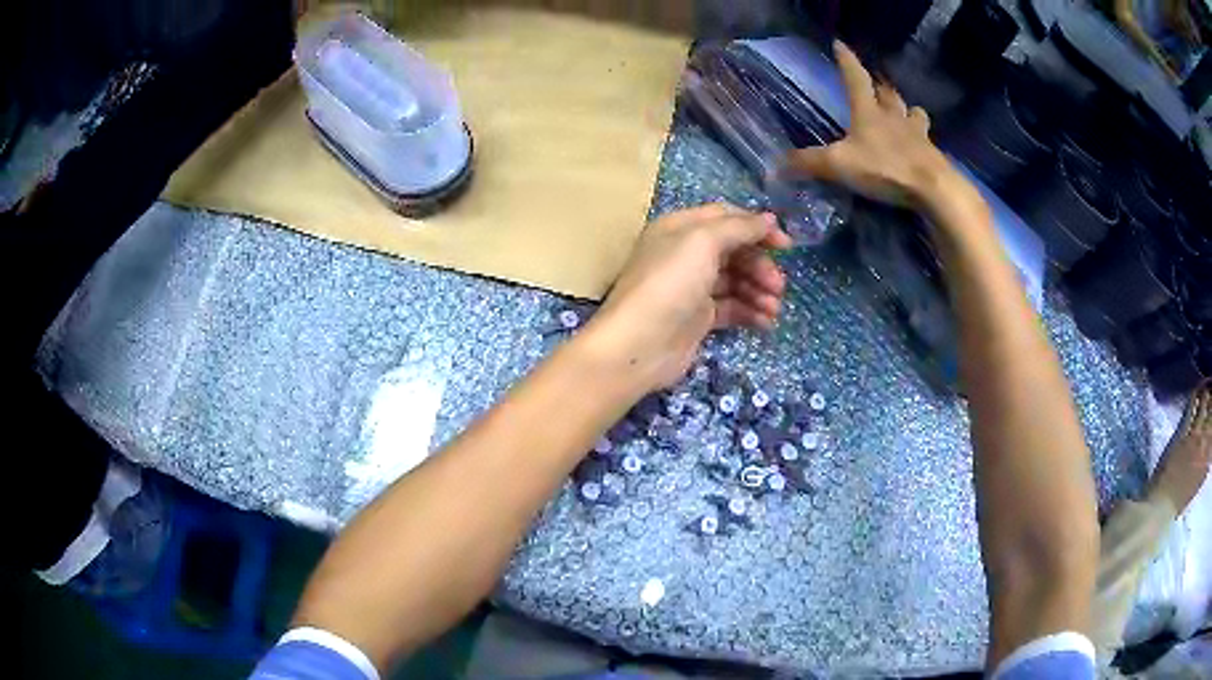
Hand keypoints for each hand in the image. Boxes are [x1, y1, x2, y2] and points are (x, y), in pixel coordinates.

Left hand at [586, 204, 791, 390]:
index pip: (726, 218)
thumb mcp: (704, 242)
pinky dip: (750, 312)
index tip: (786, 245)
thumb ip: (739, 227)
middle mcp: (685, 254)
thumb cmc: (671, 283)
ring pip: (736, 281)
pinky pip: (732, 308)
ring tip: (773, 309)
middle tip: (778, 286)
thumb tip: (769, 219)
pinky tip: (766, 322)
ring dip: (759, 292)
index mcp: (680, 228)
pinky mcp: (698, 318)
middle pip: (734, 251)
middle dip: (760, 266)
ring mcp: (691, 288)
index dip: (757, 228)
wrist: (640, 344)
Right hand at [782, 42, 959, 210]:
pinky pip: (927, 141)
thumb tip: (777, 164)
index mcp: (868, 112)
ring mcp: (917, 135)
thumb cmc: (885, 167)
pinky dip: (923, 140)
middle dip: (882, 87)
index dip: (846, 61)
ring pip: (914, 114)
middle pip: (889, 94)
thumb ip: (809, 163)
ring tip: (907, 115)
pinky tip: (921, 148)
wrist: (932, 188)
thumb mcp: (839, 165)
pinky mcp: (932, 155)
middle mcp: (894, 117)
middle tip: (879, 83)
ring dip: (909, 112)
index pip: (855, 78)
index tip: (840, 44)